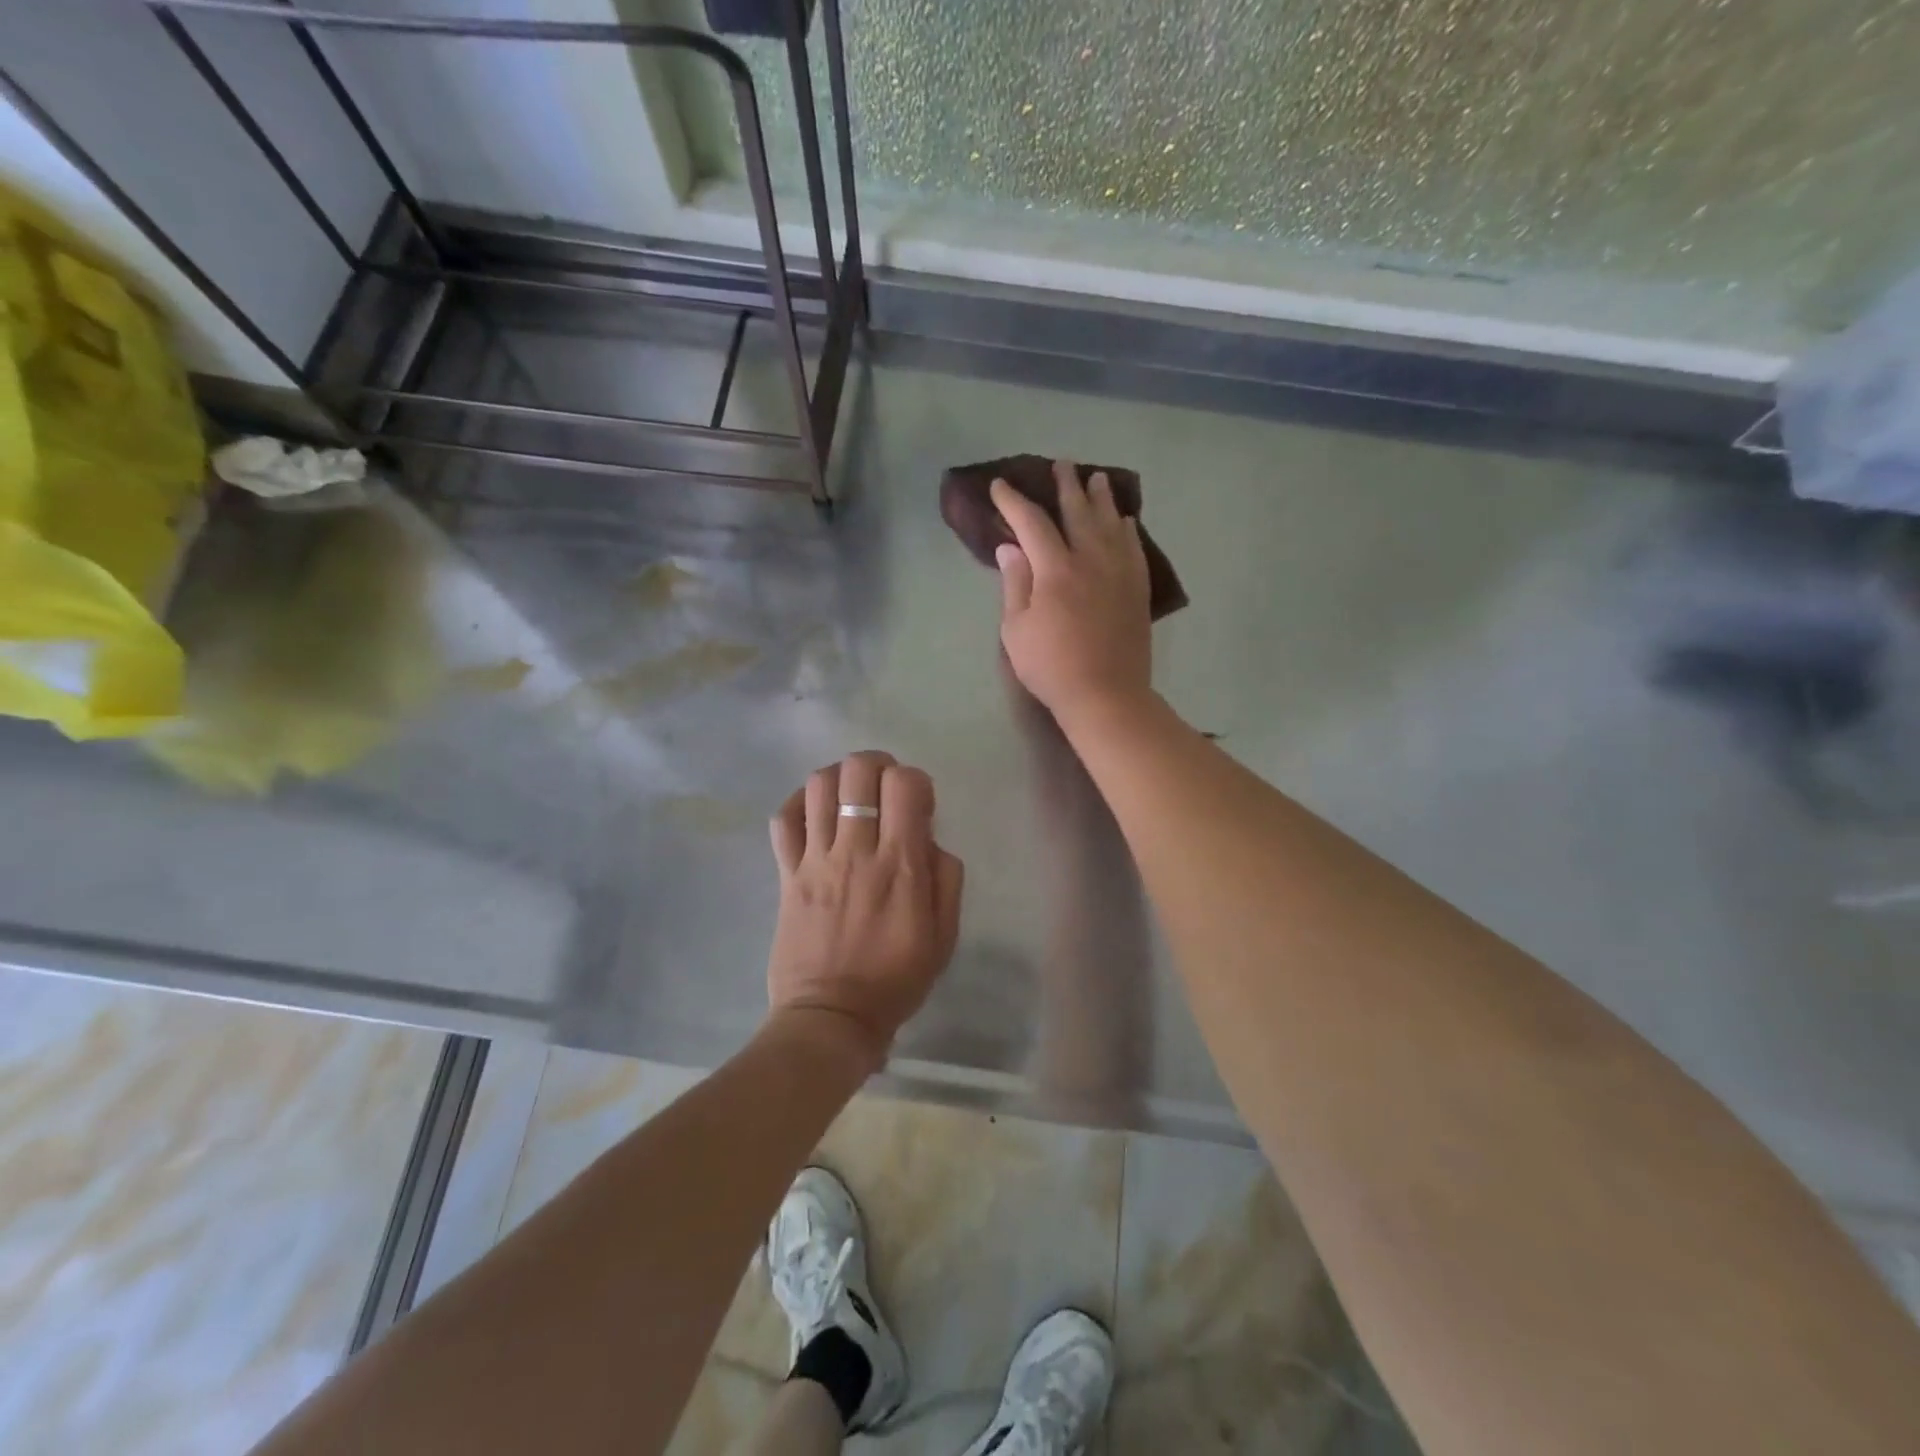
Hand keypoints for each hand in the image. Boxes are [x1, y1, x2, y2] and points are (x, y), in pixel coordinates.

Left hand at [767, 750, 964, 1067]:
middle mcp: (855, 851)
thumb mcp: (944, 936)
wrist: (831, 1018)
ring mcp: (815, 860)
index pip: (904, 785)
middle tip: (884, 788)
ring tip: (850, 797)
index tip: (919, 807)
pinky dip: (798, 804)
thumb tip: (929, 840)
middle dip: (877, 765)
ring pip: (818, 786)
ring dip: (839, 779)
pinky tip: (814, 812)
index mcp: (899, 865)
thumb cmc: (896, 980)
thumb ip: (946, 879)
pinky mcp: (787, 874)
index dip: (916, 781)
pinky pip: (783, 820)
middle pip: (857, 772)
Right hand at [993, 461, 1152, 728]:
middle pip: (1078, 512)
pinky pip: (1134, 548)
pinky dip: (1127, 530)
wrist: (1105, 695)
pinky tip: (1125, 521)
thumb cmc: (1051, 666)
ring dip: (1102, 498)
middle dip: (1066, 485)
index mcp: (1055, 569)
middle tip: (1062, 464)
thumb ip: (1015, 584)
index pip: (1032, 522)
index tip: (1000, 487)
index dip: (1014, 502)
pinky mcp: (1137, 590)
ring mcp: (1119, 573)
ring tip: (1097, 478)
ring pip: (1111, 524)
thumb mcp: (1017, 630)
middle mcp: (1091, 560)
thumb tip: (1010, 547)